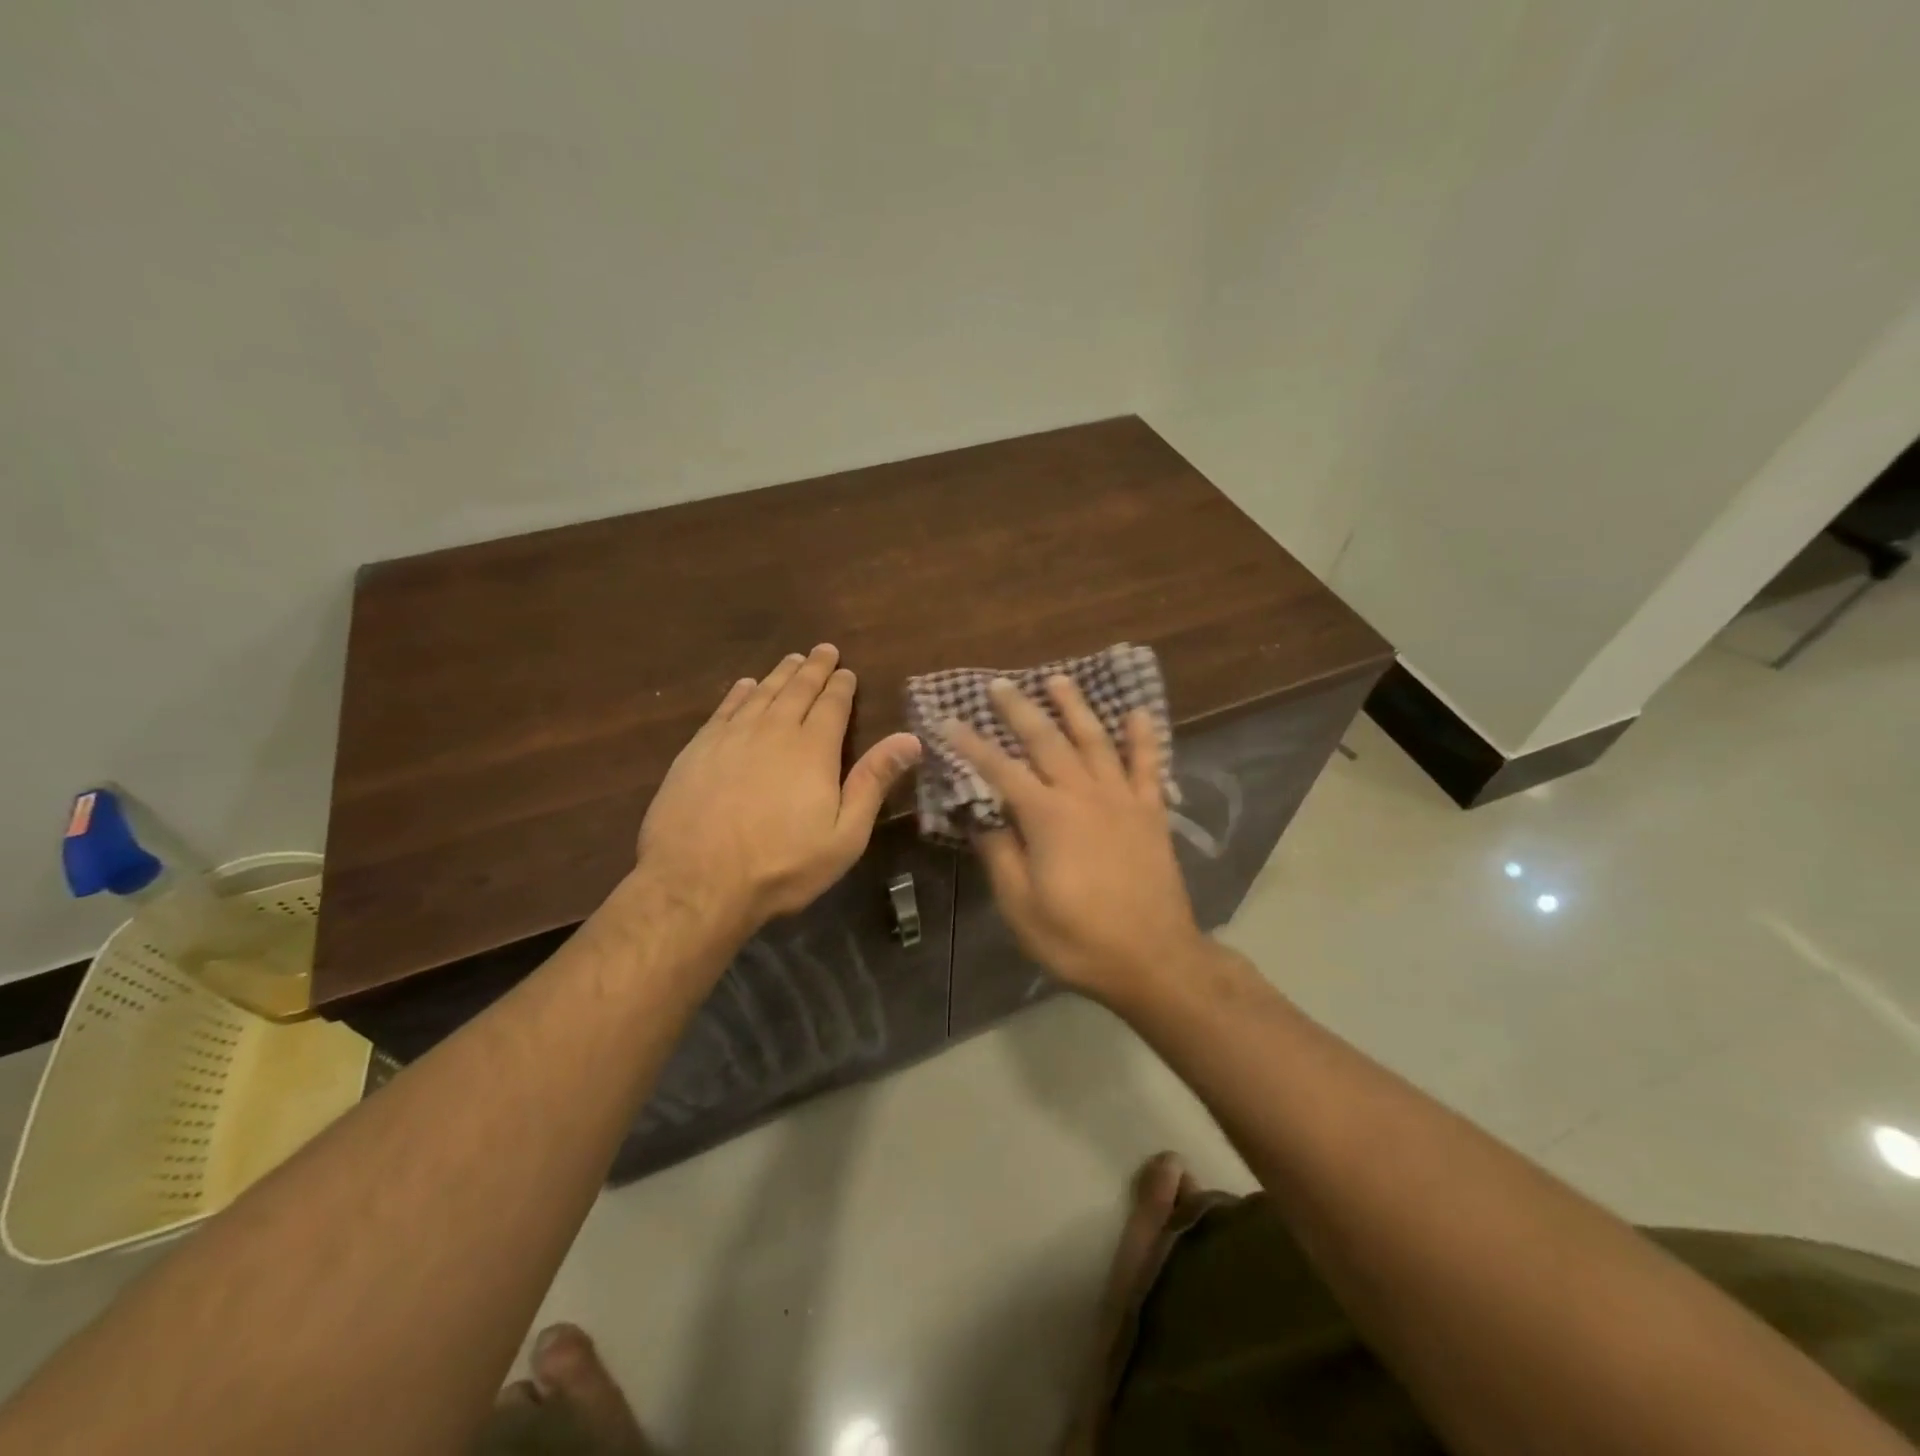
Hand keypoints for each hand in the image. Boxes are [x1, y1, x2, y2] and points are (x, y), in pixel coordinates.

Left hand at [636, 644, 921, 937]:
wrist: (697, 882)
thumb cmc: (782, 865)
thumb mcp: (844, 835)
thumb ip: (874, 782)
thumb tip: (911, 738)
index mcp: (813, 749)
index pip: (832, 705)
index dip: (841, 686)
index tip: (847, 671)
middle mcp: (773, 730)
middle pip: (797, 690)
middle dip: (814, 669)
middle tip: (823, 650)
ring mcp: (731, 737)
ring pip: (762, 693)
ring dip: (780, 674)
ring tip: (792, 660)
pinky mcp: (698, 749)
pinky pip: (725, 708)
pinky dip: (740, 693)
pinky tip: (746, 685)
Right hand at [942, 676, 1202, 999]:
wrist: (1154, 960)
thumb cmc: (1078, 938)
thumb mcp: (1021, 906)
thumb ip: (999, 854)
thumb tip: (979, 815)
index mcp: (1047, 817)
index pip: (1000, 770)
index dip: (971, 745)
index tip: (948, 721)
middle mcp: (1083, 795)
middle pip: (1047, 741)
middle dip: (1019, 710)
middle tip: (999, 684)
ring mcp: (1122, 799)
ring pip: (1095, 740)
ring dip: (1075, 708)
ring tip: (1058, 680)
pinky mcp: (1151, 812)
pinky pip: (1148, 765)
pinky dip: (1143, 738)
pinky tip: (1138, 713)